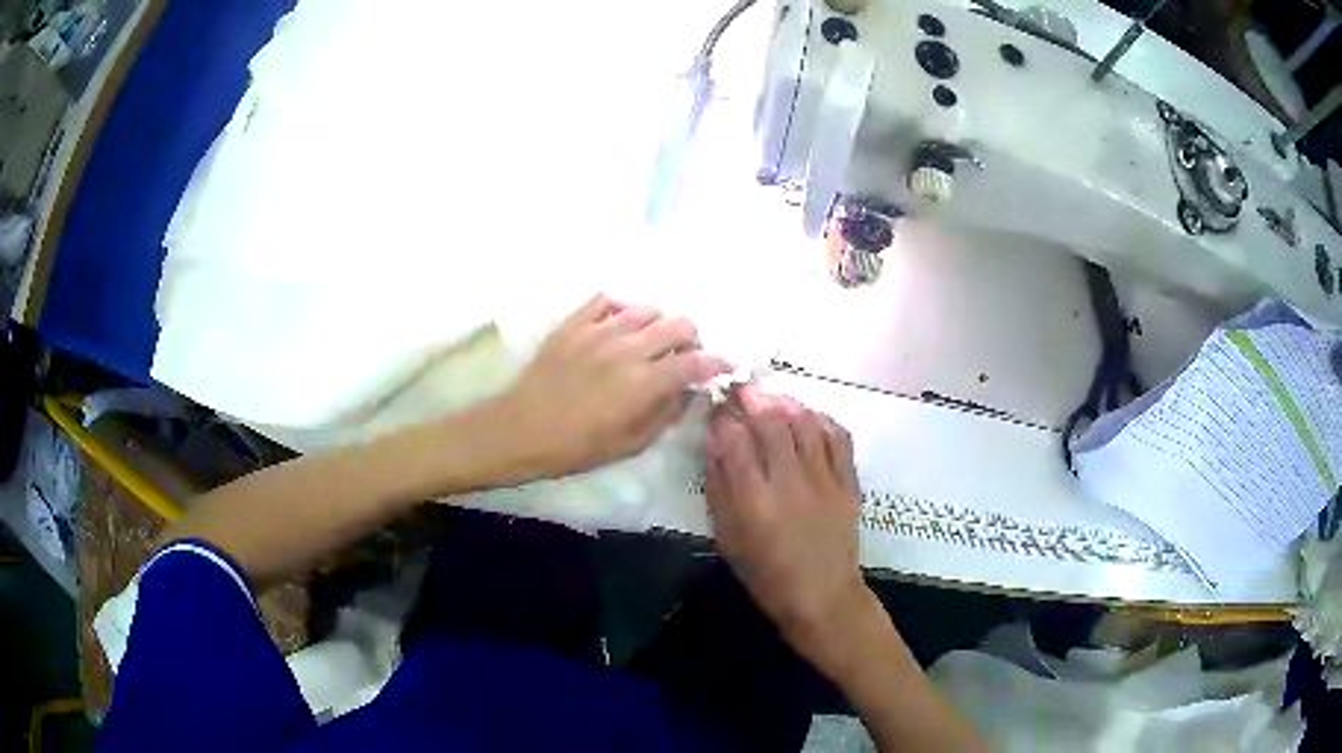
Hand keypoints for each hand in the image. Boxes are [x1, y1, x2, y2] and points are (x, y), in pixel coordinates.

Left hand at [497, 294, 730, 480]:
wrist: (521, 430)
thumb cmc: (577, 447)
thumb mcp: (630, 444)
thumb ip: (666, 414)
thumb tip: (689, 391)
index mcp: (643, 383)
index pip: (694, 361)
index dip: (717, 362)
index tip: (725, 365)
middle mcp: (627, 349)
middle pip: (678, 324)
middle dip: (691, 339)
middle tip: (683, 355)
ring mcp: (598, 331)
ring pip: (646, 309)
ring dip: (657, 324)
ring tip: (648, 341)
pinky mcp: (573, 323)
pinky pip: (606, 300)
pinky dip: (620, 309)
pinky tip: (617, 326)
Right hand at [705, 386, 870, 651]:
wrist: (823, 596)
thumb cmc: (766, 575)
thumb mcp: (728, 537)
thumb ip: (719, 487)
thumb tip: (714, 441)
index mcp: (754, 502)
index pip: (735, 440)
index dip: (722, 416)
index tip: (715, 406)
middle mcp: (791, 483)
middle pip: (772, 422)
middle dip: (752, 397)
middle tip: (740, 386)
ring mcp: (825, 480)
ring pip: (805, 421)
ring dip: (784, 401)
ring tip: (770, 397)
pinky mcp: (849, 482)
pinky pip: (838, 436)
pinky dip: (820, 418)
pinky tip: (807, 416)